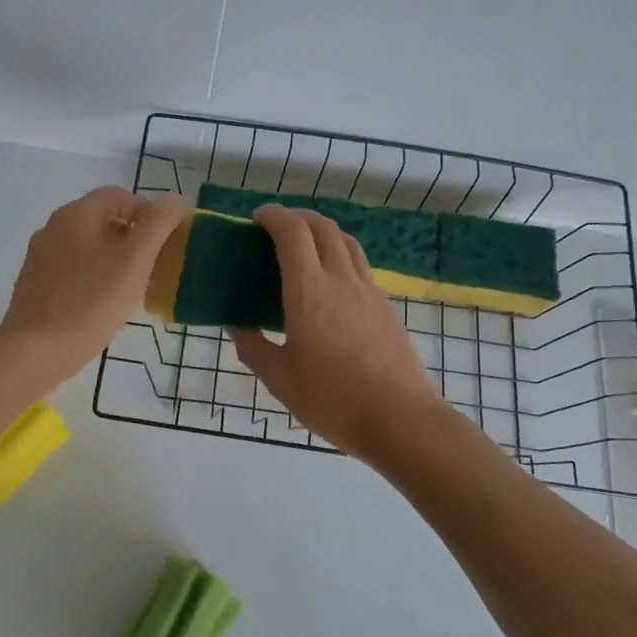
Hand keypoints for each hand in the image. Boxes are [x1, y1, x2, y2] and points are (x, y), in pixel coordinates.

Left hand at [0, 186, 188, 389]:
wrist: (34, 352)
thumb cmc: (89, 303)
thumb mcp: (134, 261)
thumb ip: (158, 225)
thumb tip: (174, 200)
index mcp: (75, 215)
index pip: (119, 195)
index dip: (149, 211)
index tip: (168, 240)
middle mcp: (53, 228)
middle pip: (102, 220)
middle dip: (134, 237)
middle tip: (156, 265)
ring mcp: (40, 258)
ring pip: (88, 247)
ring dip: (115, 259)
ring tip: (135, 288)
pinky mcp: (36, 286)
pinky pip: (73, 270)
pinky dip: (95, 278)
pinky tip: (105, 305)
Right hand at [230, 205, 447, 461]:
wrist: (400, 420)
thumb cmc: (333, 400)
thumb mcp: (280, 380)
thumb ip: (253, 347)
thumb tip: (236, 326)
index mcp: (309, 291)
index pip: (292, 232)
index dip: (273, 216)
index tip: (256, 219)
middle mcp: (340, 280)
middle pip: (322, 226)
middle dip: (297, 217)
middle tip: (275, 229)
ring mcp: (368, 290)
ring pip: (345, 241)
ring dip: (321, 231)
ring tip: (303, 246)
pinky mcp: (385, 306)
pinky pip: (359, 263)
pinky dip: (339, 254)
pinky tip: (330, 281)